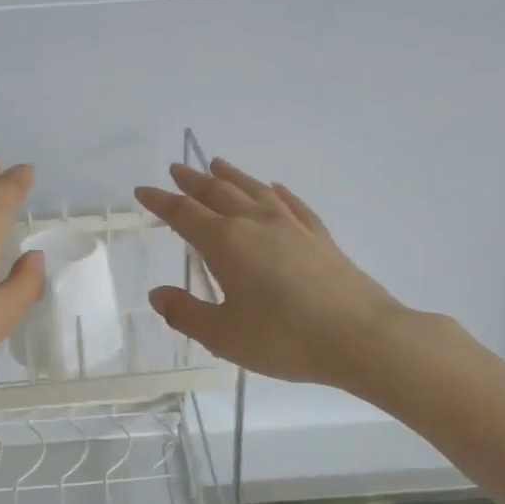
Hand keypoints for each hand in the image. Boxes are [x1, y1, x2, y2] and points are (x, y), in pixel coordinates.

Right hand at [134, 159, 410, 389]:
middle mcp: (256, 224)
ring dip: (232, 177)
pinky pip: (293, 205)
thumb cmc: (284, 339)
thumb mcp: (223, 335)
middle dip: (193, 182)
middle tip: (176, 169)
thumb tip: (157, 294)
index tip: (143, 191)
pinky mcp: (320, 238)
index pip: (184, 214)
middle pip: (218, 194)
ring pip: (255, 191)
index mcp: (227, 243)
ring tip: (217, 165)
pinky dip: (278, 193)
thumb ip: (186, 313)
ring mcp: (292, 227)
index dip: (161, 202)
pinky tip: (275, 188)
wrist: (361, 337)